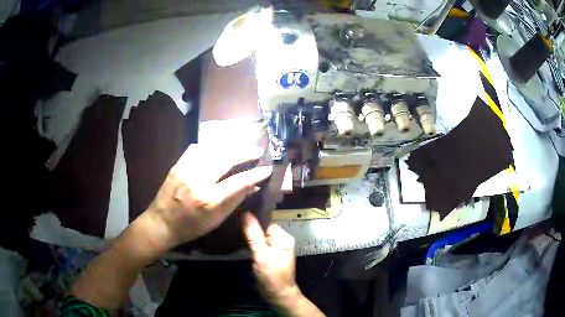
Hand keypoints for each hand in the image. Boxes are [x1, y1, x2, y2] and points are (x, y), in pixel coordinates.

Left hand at [145, 144, 272, 250]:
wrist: (161, 223)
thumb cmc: (191, 227)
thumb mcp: (216, 219)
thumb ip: (235, 200)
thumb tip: (253, 186)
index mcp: (208, 199)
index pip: (238, 181)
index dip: (255, 174)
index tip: (267, 168)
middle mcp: (197, 180)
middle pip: (226, 158)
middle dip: (245, 153)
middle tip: (257, 151)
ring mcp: (186, 169)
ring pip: (212, 149)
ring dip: (229, 147)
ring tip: (240, 148)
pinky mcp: (178, 164)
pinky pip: (197, 149)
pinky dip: (210, 148)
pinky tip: (216, 151)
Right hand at [243, 212, 297, 304]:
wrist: (277, 294)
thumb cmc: (272, 275)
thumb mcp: (261, 255)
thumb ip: (253, 235)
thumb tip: (245, 213)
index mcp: (284, 238)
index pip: (266, 223)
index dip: (253, 222)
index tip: (237, 219)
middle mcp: (280, 241)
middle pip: (262, 229)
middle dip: (250, 230)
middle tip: (233, 227)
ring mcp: (274, 249)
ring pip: (259, 237)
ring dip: (248, 237)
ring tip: (234, 234)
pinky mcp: (268, 256)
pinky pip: (258, 245)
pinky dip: (250, 244)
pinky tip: (239, 243)